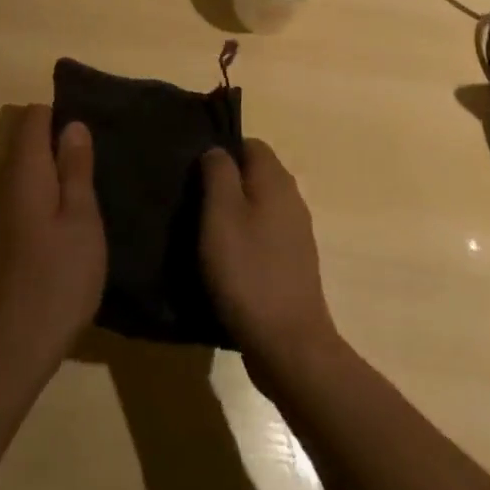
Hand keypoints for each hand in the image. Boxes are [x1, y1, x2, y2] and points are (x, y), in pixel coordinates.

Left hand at [0, 105, 105, 385]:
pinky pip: (17, 200)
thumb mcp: (81, 218)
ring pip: (22, 174)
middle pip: (26, 143)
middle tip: (95, 170)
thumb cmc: (56, 277)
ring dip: (50, 178)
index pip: (35, 116)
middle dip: (58, 148)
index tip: (90, 135)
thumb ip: (76, 167)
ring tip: (85, 200)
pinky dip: (39, 202)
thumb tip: (72, 124)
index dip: (62, 115)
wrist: (8, 349)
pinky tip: (61, 231)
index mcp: (22, 168)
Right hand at [199, 140, 341, 383]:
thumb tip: (217, 150)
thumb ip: (218, 173)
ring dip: (234, 215)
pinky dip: (245, 241)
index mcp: (276, 180)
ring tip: (203, 233)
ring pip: (259, 207)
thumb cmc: (248, 272)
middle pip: (255, 175)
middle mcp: (292, 199)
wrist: (289, 346)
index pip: (249, 144)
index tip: (194, 172)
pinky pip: (265, 237)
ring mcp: (296, 234)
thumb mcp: (221, 214)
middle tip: (193, 202)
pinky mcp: (293, 264)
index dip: (221, 151)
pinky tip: (225, 262)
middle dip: (225, 183)